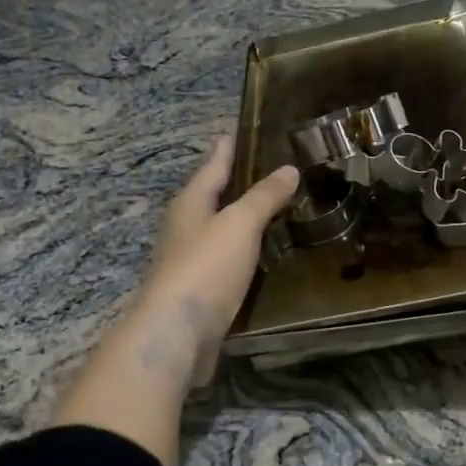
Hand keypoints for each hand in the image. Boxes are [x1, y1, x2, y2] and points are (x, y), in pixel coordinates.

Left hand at [126, 136, 299, 384]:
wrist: (176, 334)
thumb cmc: (205, 267)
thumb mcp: (239, 224)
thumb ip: (264, 197)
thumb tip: (288, 169)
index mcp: (191, 203)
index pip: (213, 166)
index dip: (226, 149)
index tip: (234, 130)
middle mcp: (186, 227)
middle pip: (213, 197)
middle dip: (236, 183)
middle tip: (268, 168)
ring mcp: (191, 261)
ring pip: (221, 229)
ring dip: (243, 218)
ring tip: (274, 207)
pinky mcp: (202, 291)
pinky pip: (228, 259)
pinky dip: (246, 250)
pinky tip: (265, 253)